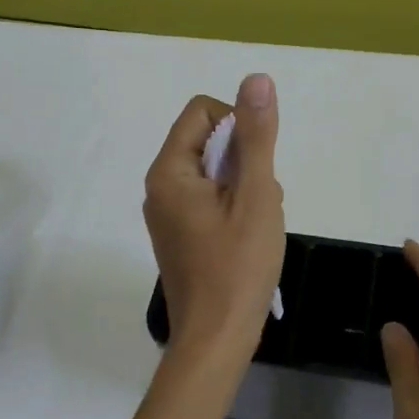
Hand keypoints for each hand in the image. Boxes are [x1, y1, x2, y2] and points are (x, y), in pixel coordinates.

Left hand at [142, 74, 285, 366]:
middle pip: (209, 141)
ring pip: (216, 172)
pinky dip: (236, 207)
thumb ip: (256, 136)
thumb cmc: (238, 266)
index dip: (238, 127)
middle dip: (245, 163)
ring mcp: (168, 213)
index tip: (256, 168)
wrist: (216, 339)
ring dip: (245, 187)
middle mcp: (160, 186)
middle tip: (258, 203)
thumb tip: (256, 80)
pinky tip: (248, 238)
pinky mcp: (179, 233)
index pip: (203, 112)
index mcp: (169, 171)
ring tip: (255, 226)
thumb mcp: (255, 195)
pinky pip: (211, 198)